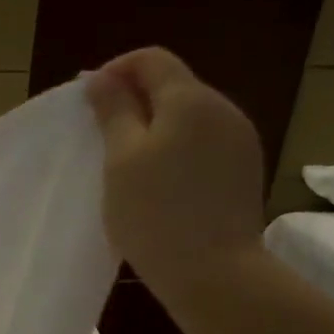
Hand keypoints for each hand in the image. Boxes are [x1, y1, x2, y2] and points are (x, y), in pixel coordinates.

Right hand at [87, 47, 265, 315]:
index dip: (116, 71)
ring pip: (189, 118)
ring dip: (155, 129)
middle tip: (101, 138)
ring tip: (127, 166)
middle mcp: (223, 109)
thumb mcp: (121, 160)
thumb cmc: (155, 213)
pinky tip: (160, 185)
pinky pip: (203, 145)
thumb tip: (103, 78)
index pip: (151, 60)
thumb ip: (114, 112)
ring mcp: (240, 141)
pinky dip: (177, 152)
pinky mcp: (244, 171)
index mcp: (191, 99)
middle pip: (173, 87)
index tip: (88, 102)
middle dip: (135, 102)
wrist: (214, 273)